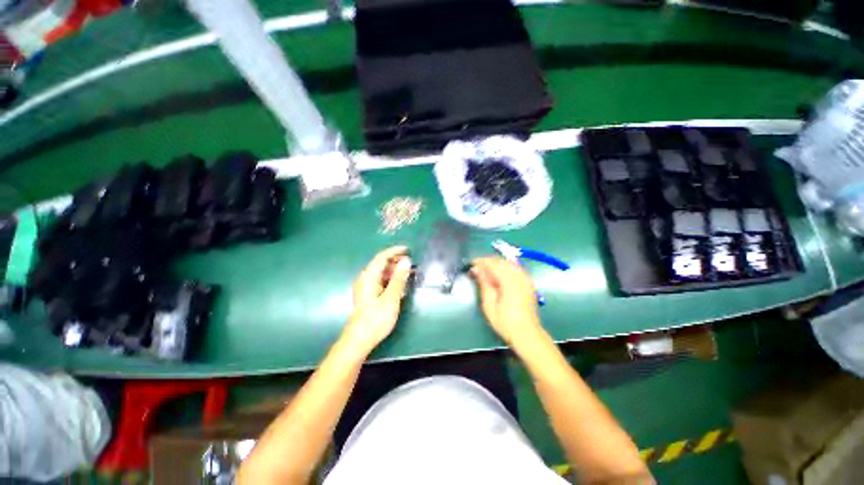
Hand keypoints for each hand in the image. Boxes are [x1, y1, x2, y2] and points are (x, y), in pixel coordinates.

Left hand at [342, 246, 412, 353]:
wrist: (359, 340)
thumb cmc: (375, 319)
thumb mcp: (391, 298)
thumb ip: (399, 278)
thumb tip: (406, 260)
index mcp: (369, 276)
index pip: (382, 257)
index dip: (395, 251)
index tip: (408, 249)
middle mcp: (365, 278)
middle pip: (381, 263)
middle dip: (396, 260)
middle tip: (411, 263)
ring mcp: (366, 287)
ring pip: (381, 272)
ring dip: (394, 270)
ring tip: (408, 273)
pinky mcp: (368, 295)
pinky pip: (381, 281)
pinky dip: (391, 279)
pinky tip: (399, 285)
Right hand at [470, 257, 544, 345]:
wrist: (527, 333)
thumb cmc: (505, 321)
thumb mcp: (489, 304)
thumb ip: (484, 283)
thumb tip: (477, 269)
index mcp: (510, 281)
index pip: (493, 264)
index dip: (481, 262)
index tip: (471, 264)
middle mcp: (519, 276)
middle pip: (501, 261)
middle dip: (488, 262)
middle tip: (476, 268)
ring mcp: (526, 278)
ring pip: (508, 263)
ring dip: (496, 264)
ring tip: (485, 271)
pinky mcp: (528, 282)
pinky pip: (514, 268)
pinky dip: (504, 268)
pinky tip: (497, 275)